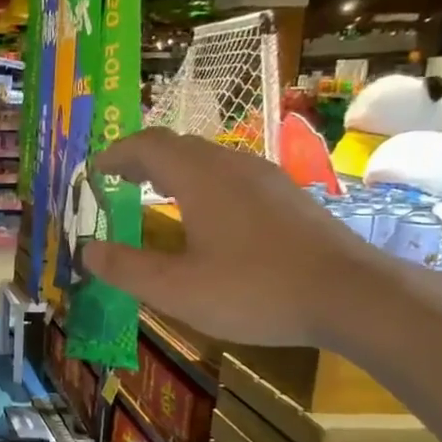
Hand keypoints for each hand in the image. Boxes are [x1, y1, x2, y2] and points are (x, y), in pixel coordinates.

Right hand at [85, 128, 374, 346]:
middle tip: (118, 182)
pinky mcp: (288, 197)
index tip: (94, 172)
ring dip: (174, 171)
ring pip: (208, 159)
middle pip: (178, 146)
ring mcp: (266, 178)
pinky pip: (231, 175)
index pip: (148, 145)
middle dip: (142, 160)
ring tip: (156, 195)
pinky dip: (202, 183)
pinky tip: (207, 217)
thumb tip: (87, 251)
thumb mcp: (177, 289)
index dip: (116, 154)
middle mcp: (232, 165)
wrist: (353, 295)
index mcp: (200, 178)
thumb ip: (126, 268)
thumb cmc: (255, 290)